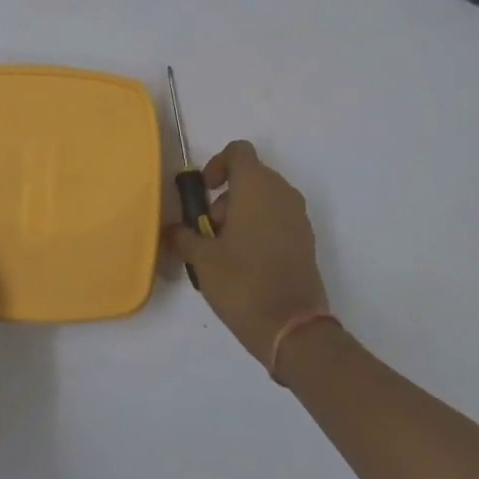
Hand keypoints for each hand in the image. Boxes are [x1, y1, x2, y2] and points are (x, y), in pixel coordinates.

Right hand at [164, 140, 328, 367]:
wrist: (292, 327)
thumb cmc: (242, 281)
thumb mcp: (202, 259)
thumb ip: (183, 236)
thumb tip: (172, 230)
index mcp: (256, 185)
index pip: (238, 151)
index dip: (217, 164)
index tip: (205, 193)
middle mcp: (281, 191)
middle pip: (250, 176)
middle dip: (226, 197)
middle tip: (209, 231)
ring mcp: (298, 216)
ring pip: (265, 198)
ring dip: (242, 214)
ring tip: (225, 251)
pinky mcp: (306, 239)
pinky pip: (278, 219)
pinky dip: (260, 229)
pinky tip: (247, 263)